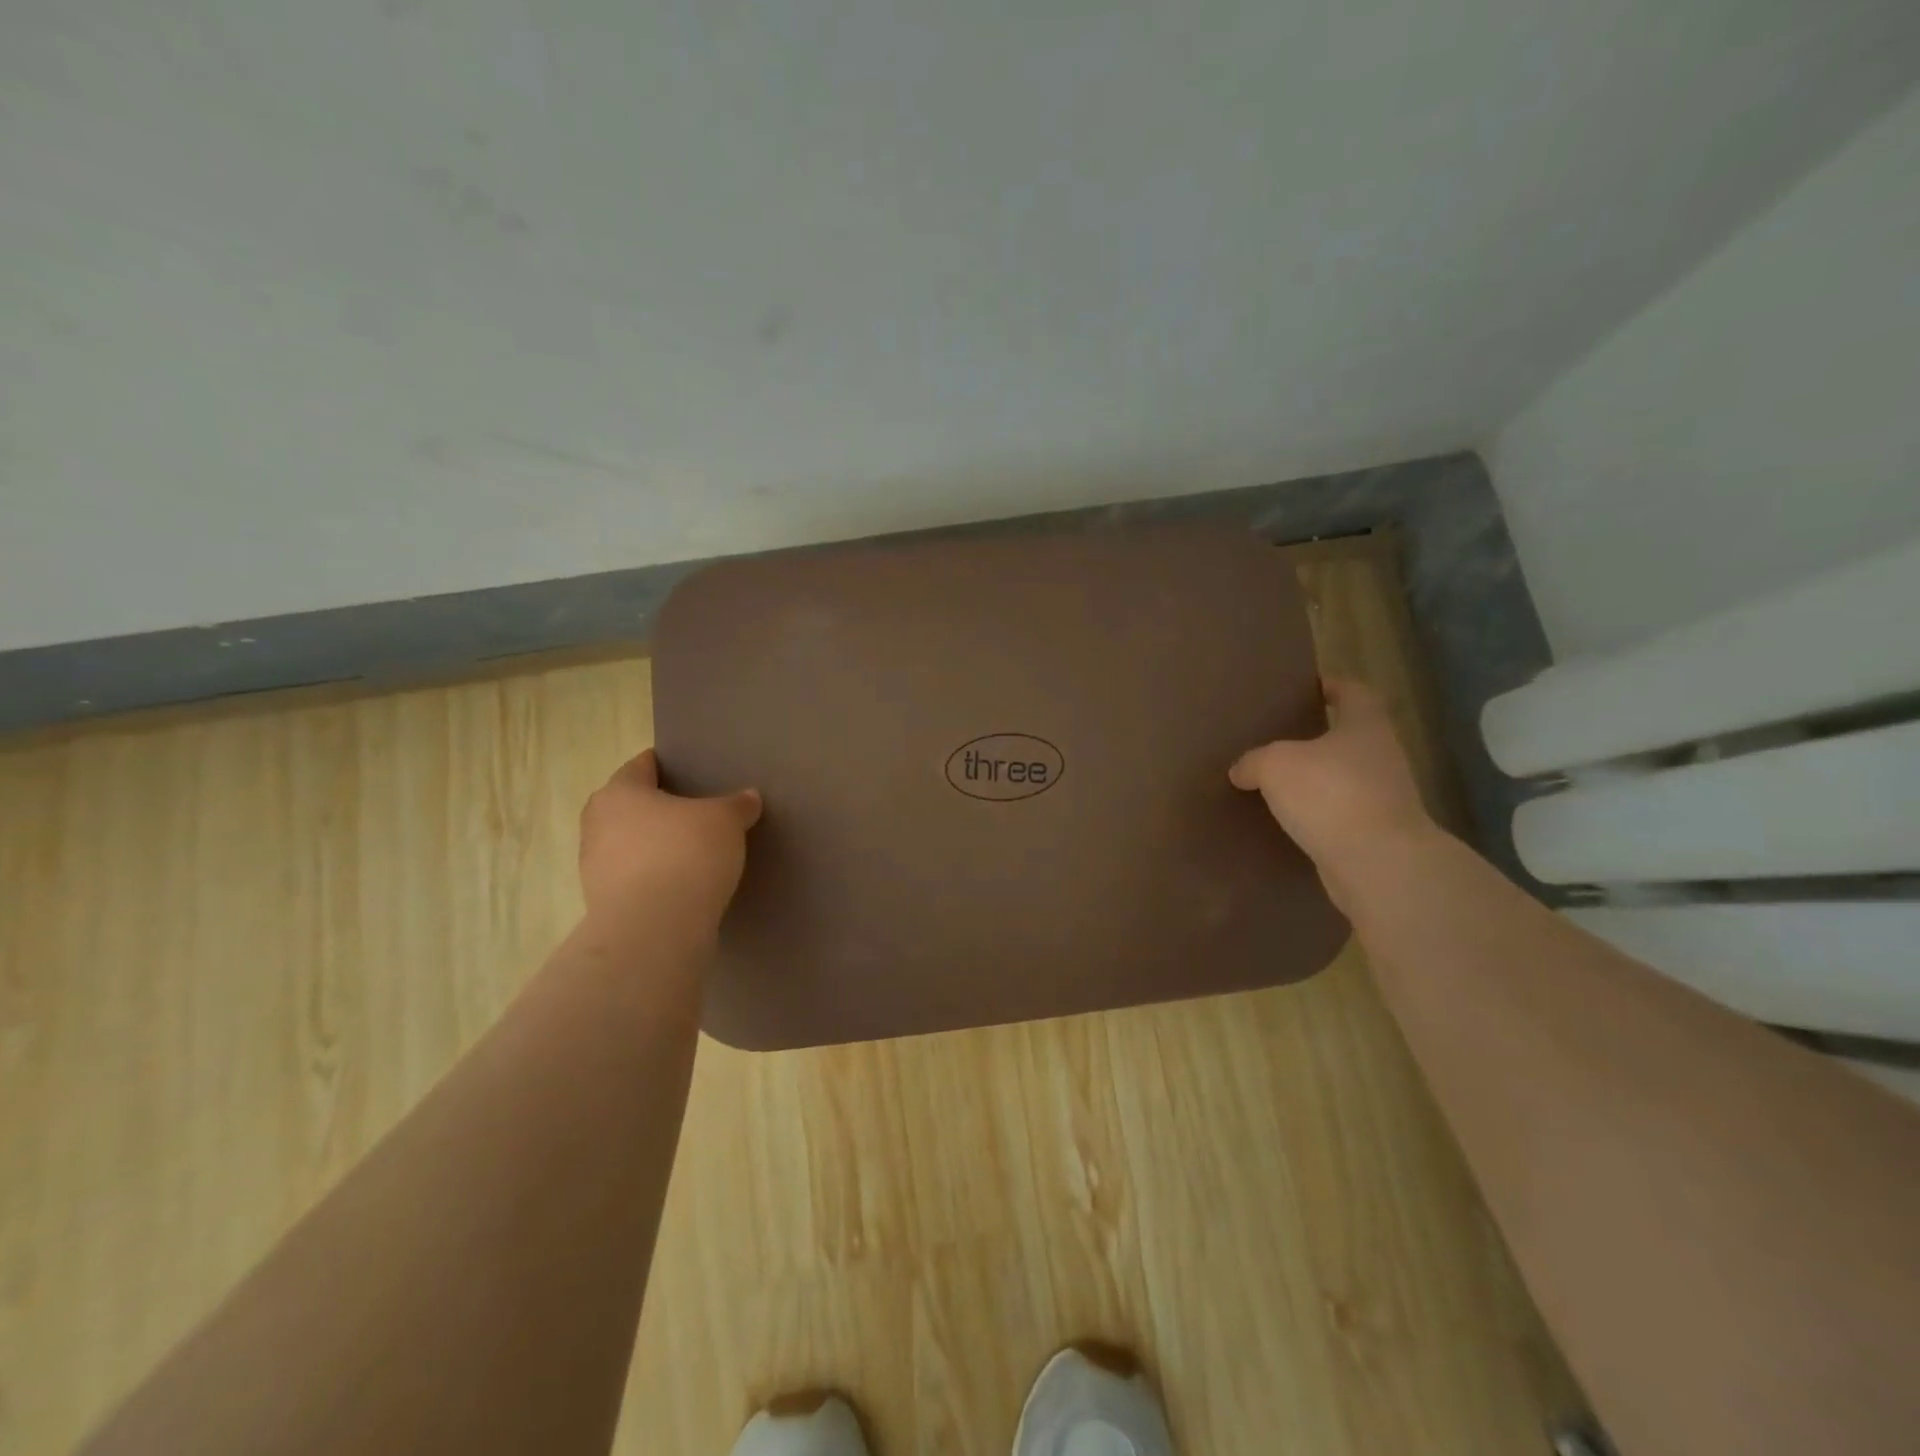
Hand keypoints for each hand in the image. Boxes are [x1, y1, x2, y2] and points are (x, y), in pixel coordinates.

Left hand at [578, 749, 761, 935]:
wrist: (655, 929)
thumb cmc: (685, 854)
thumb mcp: (725, 820)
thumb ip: (737, 805)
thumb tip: (748, 797)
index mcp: (619, 793)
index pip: (641, 766)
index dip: (666, 765)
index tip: (690, 770)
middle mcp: (598, 824)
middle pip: (631, 806)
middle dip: (660, 808)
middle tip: (696, 811)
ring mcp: (595, 867)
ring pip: (631, 844)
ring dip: (656, 846)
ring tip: (693, 851)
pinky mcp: (605, 904)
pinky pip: (636, 879)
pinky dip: (656, 877)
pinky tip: (684, 883)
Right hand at [1229, 678, 1436, 907]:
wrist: (1377, 863)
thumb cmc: (1330, 794)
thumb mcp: (1275, 765)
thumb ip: (1254, 761)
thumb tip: (1242, 770)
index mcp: (1365, 727)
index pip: (1354, 693)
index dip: (1334, 686)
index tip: (1311, 686)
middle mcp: (1381, 757)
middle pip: (1349, 738)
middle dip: (1317, 738)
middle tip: (1278, 738)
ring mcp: (1383, 799)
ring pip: (1342, 780)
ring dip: (1315, 781)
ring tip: (1275, 784)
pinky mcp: (1375, 835)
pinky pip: (1338, 816)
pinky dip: (1316, 816)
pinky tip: (1286, 822)